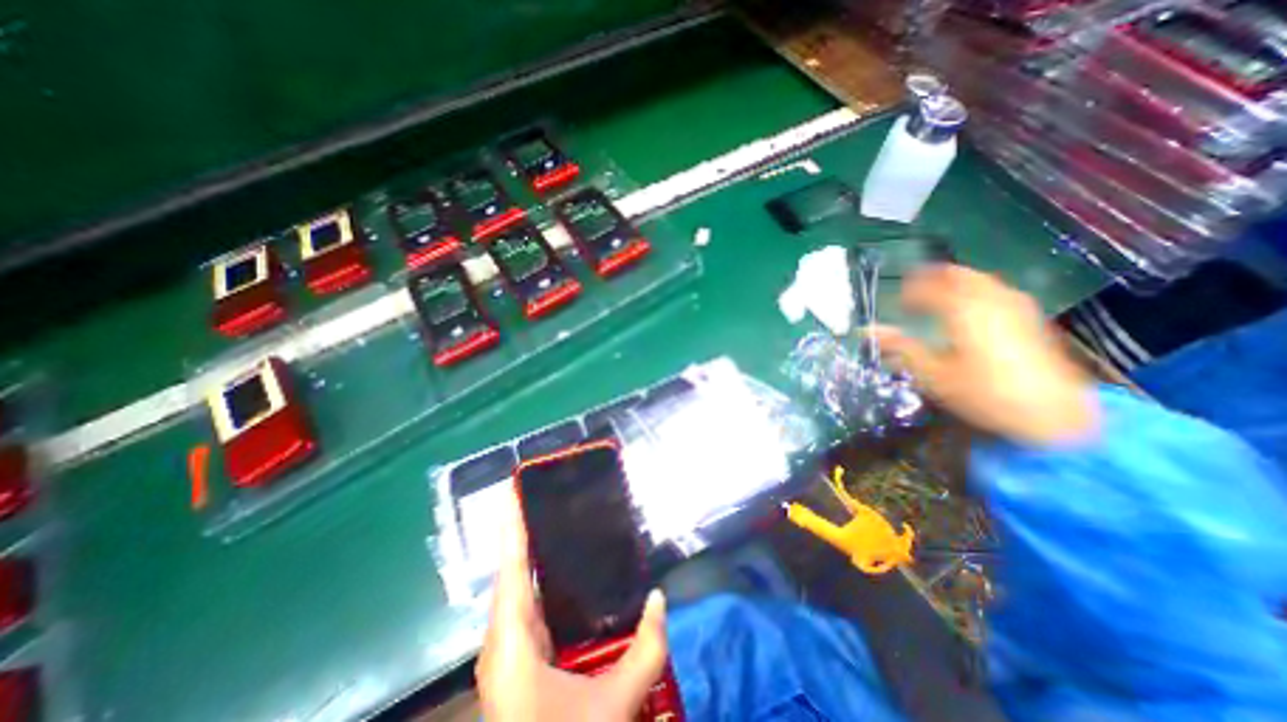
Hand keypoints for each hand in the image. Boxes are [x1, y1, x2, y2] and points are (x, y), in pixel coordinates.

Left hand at [475, 488, 673, 718]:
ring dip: (523, 553)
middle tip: (538, 495)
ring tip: (544, 519)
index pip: (511, 572)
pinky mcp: (514, 660)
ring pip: (511, 589)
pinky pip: (519, 605)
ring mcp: (504, 653)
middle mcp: (501, 644)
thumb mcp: (614, 708)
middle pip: (508, 574)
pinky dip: (529, 578)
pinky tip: (549, 569)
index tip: (514, 491)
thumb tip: (660, 597)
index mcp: (513, 648)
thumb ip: (647, 649)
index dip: (512, 529)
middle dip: (519, 532)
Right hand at [874, 264, 1094, 446]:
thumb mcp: (933, 374)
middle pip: (960, 275)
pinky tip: (970, 308)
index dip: (910, 291)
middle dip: (934, 278)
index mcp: (964, 311)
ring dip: (956, 282)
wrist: (1053, 415)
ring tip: (938, 297)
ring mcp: (1015, 307)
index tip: (897, 303)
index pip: (930, 288)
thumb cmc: (984, 394)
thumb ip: (900, 347)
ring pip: (981, 280)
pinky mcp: (1030, 318)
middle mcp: (991, 301)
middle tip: (914, 290)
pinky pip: (996, 291)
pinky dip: (976, 291)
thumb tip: (867, 330)